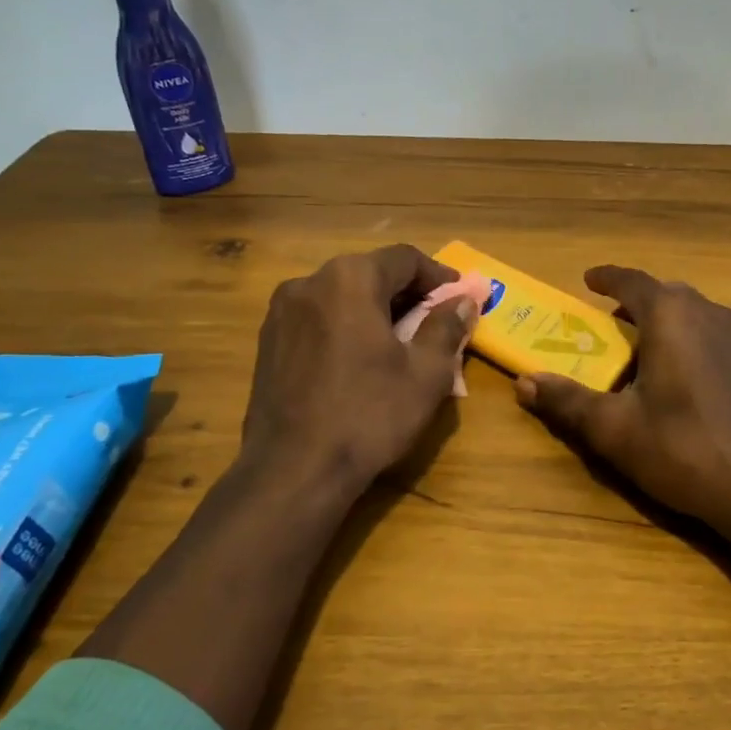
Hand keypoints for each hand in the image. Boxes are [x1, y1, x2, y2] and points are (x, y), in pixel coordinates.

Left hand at [239, 244, 475, 496]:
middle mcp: (309, 282)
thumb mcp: (426, 374)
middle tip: (434, 319)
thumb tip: (462, 302)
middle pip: (369, 273)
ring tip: (398, 341)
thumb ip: (446, 328)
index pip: (404, 259)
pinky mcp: (268, 342)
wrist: (293, 470)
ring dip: (374, 309)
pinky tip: (360, 359)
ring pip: (341, 296)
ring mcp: (281, 312)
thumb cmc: (369, 415)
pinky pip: (318, 318)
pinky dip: (346, 326)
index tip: (459, 295)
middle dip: (406, 292)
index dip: (438, 275)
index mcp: (350, 280)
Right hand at [515, 266, 730, 535]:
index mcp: (671, 317)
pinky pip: (725, 341)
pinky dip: (702, 346)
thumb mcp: (614, 429)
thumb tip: (525, 382)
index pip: (633, 281)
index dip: (607, 277)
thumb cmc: (683, 449)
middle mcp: (711, 314)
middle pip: (669, 295)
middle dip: (640, 303)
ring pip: (701, 316)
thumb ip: (567, 401)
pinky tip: (698, 381)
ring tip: (655, 353)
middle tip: (616, 326)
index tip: (589, 280)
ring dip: (673, 324)